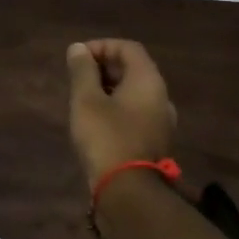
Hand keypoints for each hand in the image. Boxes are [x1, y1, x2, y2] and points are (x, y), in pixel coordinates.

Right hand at [65, 40, 177, 189]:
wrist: (129, 192)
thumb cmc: (106, 138)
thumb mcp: (86, 100)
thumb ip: (82, 71)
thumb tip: (78, 48)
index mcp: (148, 81)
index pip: (128, 48)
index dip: (102, 46)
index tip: (77, 57)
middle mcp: (160, 96)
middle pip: (134, 68)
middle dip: (104, 66)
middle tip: (77, 77)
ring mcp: (161, 121)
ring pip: (134, 92)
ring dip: (109, 87)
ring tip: (83, 97)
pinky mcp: (154, 140)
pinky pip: (136, 112)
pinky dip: (116, 107)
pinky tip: (96, 121)